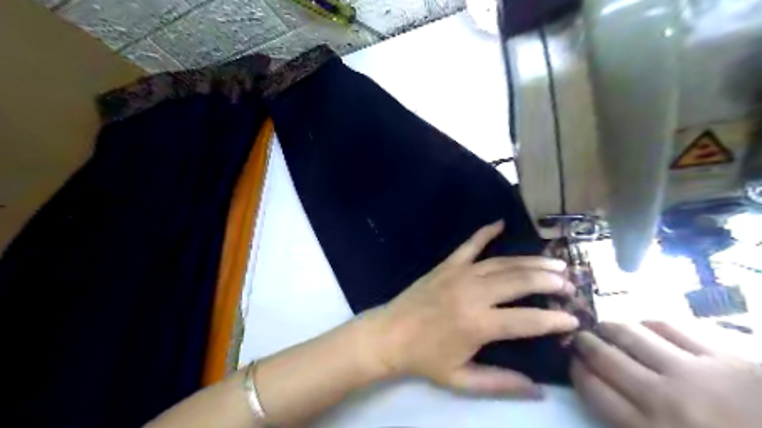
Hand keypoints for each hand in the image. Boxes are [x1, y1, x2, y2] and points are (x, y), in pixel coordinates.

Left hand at [363, 221, 578, 396]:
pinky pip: (470, 244)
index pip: (528, 320)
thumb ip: (501, 383)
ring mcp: (459, 274)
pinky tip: (501, 222)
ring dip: (531, 261)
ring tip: (556, 262)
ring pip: (503, 262)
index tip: (575, 319)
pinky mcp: (447, 265)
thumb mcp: (462, 380)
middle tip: (570, 284)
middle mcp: (473, 293)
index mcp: (479, 324)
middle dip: (550, 281)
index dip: (555, 320)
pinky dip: (486, 232)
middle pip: (520, 281)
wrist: (389, 335)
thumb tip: (539, 391)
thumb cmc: (425, 359)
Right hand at [571, 321, 761, 427]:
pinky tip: (645, 325)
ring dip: (610, 328)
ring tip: (603, 327)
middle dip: (585, 344)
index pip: (594, 390)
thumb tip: (603, 398)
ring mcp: (695, 373)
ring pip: (632, 336)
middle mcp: (663, 398)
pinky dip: (650, 324)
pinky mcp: (725, 357)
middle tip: (578, 337)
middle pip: (606, 358)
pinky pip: (672, 328)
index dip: (576, 371)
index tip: (571, 361)